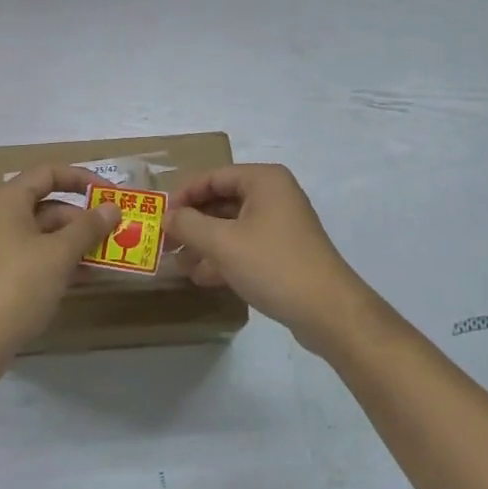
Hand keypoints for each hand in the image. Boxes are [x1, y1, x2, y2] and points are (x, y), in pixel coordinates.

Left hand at [0, 166, 122, 368]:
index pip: (49, 173)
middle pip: (48, 204)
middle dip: (84, 217)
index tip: (112, 195)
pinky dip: (61, 262)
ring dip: (76, 242)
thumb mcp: (59, 253)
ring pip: (45, 234)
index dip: (83, 179)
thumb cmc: (17, 284)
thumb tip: (112, 208)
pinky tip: (87, 278)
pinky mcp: (1, 276)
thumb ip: (88, 227)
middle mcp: (1, 217)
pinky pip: (37, 257)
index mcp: (9, 200)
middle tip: (116, 232)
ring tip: (109, 256)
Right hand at [166, 164, 371, 353]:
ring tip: (178, 262)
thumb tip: (166, 217)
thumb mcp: (222, 243)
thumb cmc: (273, 265)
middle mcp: (275, 195)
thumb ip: (188, 225)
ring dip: (205, 242)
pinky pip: (246, 246)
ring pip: (233, 226)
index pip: (213, 176)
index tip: (159, 216)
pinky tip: (202, 277)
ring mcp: (282, 225)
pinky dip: (224, 257)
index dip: (183, 195)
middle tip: (165, 240)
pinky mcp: (285, 252)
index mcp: (264, 180)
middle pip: (222, 200)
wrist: (328, 311)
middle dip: (193, 222)